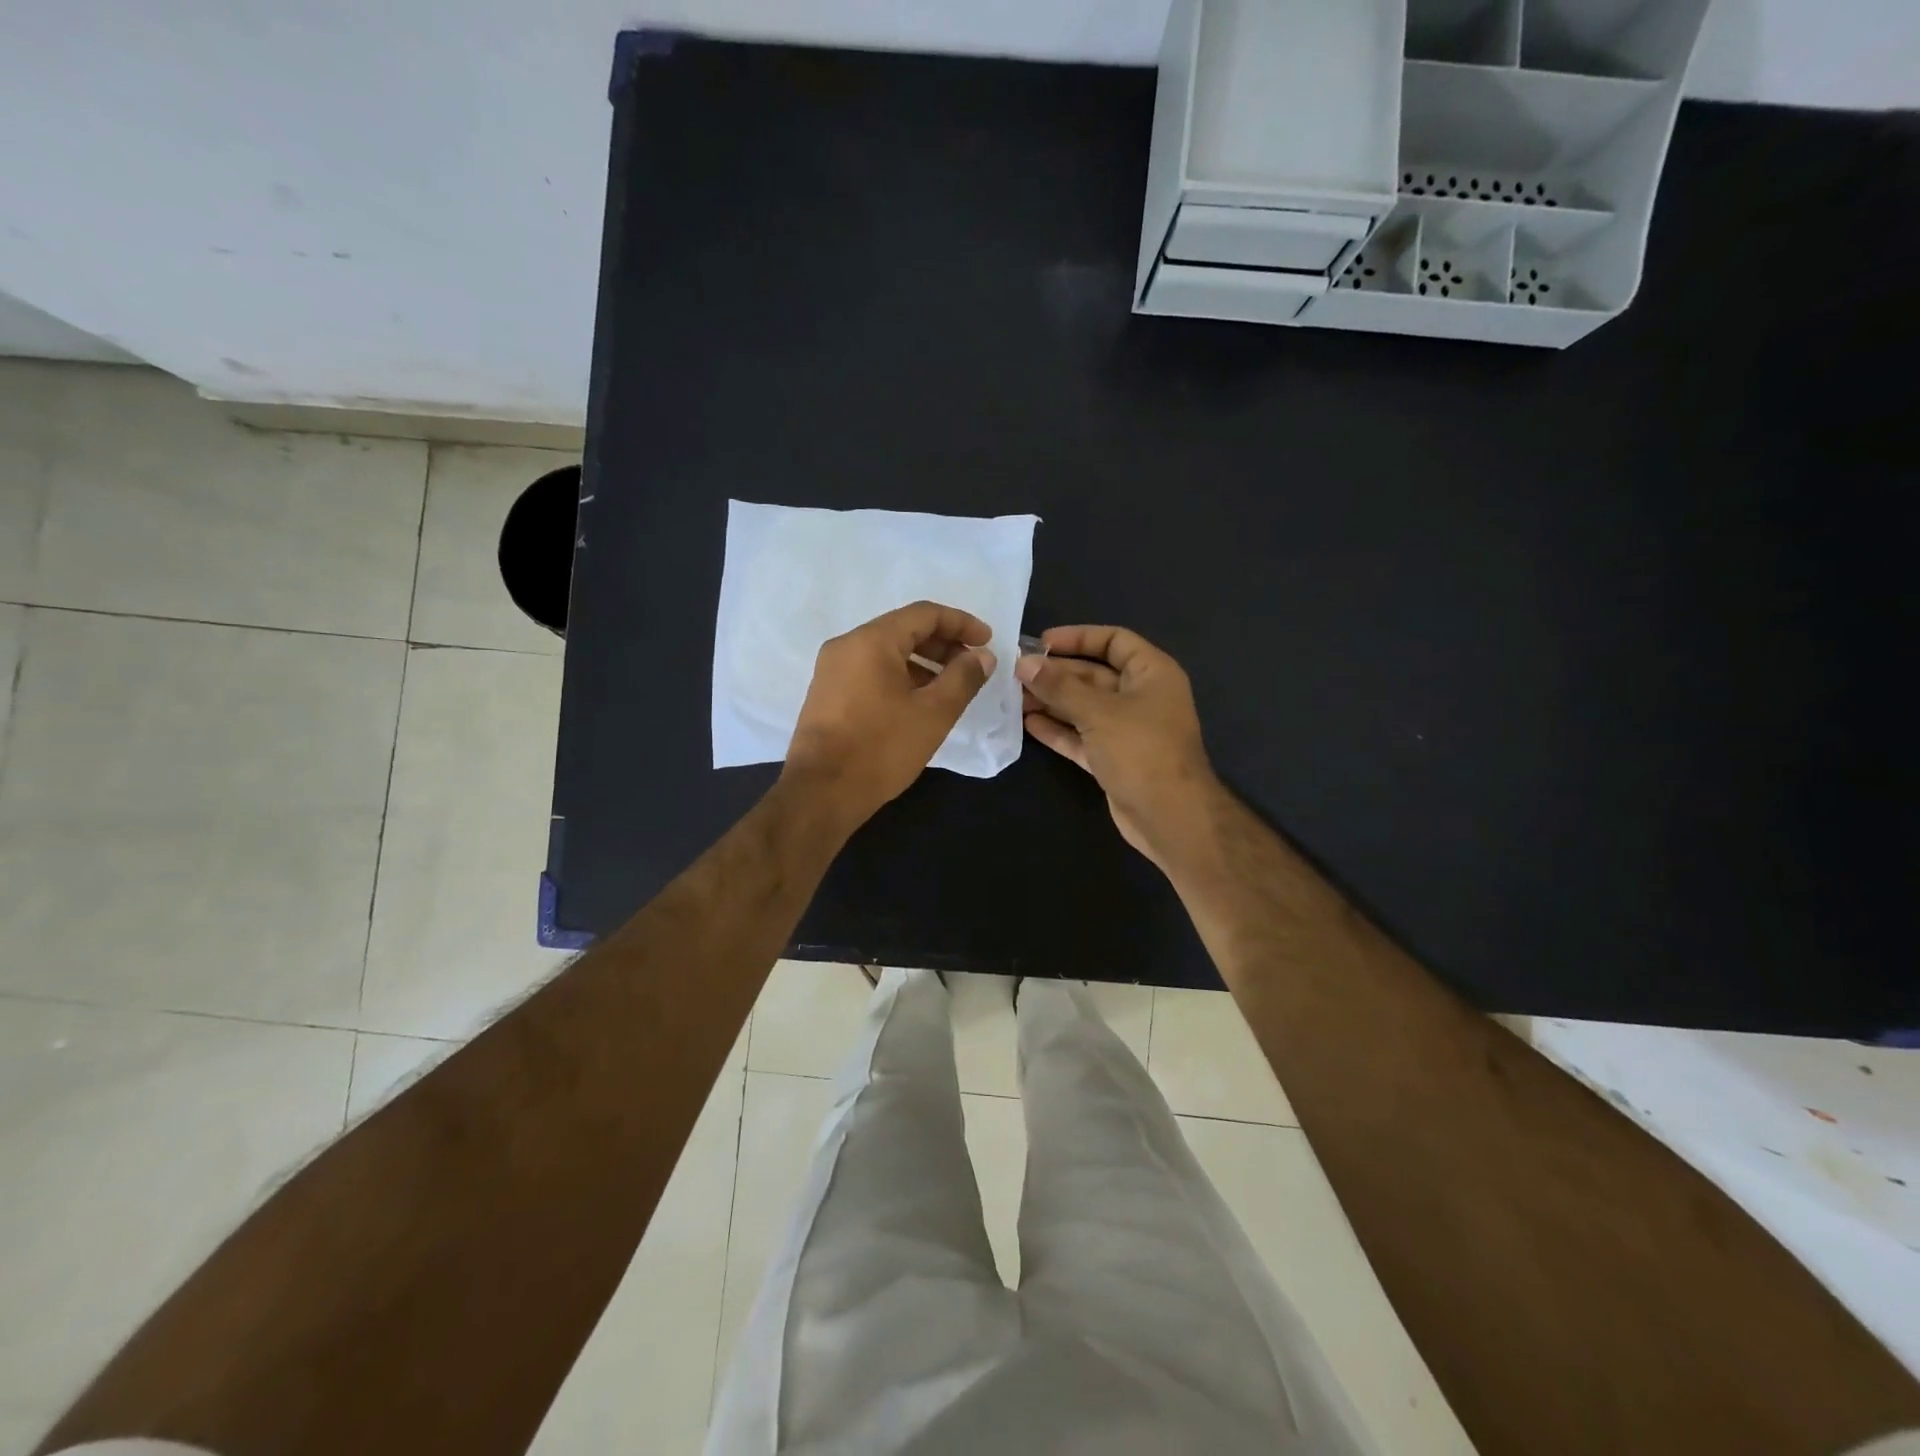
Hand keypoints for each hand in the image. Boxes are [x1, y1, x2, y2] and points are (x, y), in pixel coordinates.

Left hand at [782, 601, 996, 831]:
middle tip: (972, 666)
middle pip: (903, 629)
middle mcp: (846, 646)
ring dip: (923, 662)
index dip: (961, 623)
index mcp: (871, 640)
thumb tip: (982, 656)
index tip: (987, 641)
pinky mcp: (826, 694)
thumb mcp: (933, 713)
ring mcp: (831, 670)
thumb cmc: (881, 748)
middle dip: (943, 643)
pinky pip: (870, 672)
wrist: (821, 793)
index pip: (924, 614)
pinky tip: (918, 703)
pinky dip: (900, 677)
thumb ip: (963, 678)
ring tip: (951, 687)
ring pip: (886, 652)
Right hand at [1016, 625, 1222, 871]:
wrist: (1169, 816)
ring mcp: (1127, 730)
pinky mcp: (1113, 758)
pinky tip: (1028, 723)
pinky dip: (1058, 729)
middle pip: (1094, 675)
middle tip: (1016, 672)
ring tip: (1014, 696)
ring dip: (1052, 701)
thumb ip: (1060, 687)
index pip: (1114, 641)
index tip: (1042, 642)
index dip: (1078, 637)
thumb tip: (1024, 663)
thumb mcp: (1099, 712)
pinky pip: (1081, 736)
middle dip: (1057, 673)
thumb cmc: (1141, 750)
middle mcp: (1141, 697)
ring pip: (1084, 707)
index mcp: (1152, 673)